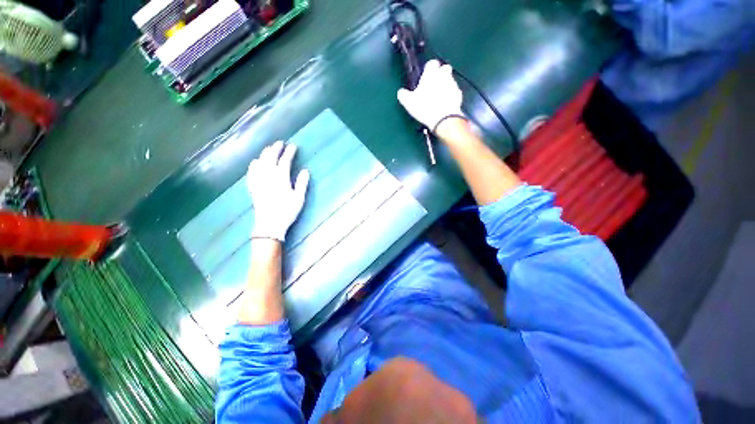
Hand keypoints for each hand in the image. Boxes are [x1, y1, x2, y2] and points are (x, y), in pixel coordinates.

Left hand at [247, 141, 309, 240]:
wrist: (269, 224)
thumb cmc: (287, 211)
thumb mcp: (299, 198)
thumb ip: (302, 183)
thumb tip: (305, 170)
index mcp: (281, 179)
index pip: (285, 161)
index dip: (289, 152)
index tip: (293, 146)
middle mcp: (268, 176)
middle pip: (270, 158)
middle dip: (275, 149)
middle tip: (280, 143)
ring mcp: (259, 181)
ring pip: (260, 163)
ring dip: (265, 154)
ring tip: (269, 148)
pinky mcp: (253, 187)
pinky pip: (251, 172)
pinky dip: (254, 165)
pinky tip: (255, 162)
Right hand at [397, 59, 464, 132]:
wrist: (443, 118)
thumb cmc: (425, 108)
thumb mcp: (409, 103)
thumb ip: (404, 95)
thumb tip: (401, 92)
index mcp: (430, 75)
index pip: (431, 63)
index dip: (429, 68)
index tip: (426, 75)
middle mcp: (443, 76)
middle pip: (444, 68)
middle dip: (441, 74)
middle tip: (434, 84)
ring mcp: (452, 85)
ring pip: (450, 80)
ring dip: (446, 85)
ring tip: (440, 96)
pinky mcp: (458, 95)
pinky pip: (455, 92)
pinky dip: (451, 96)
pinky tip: (446, 104)